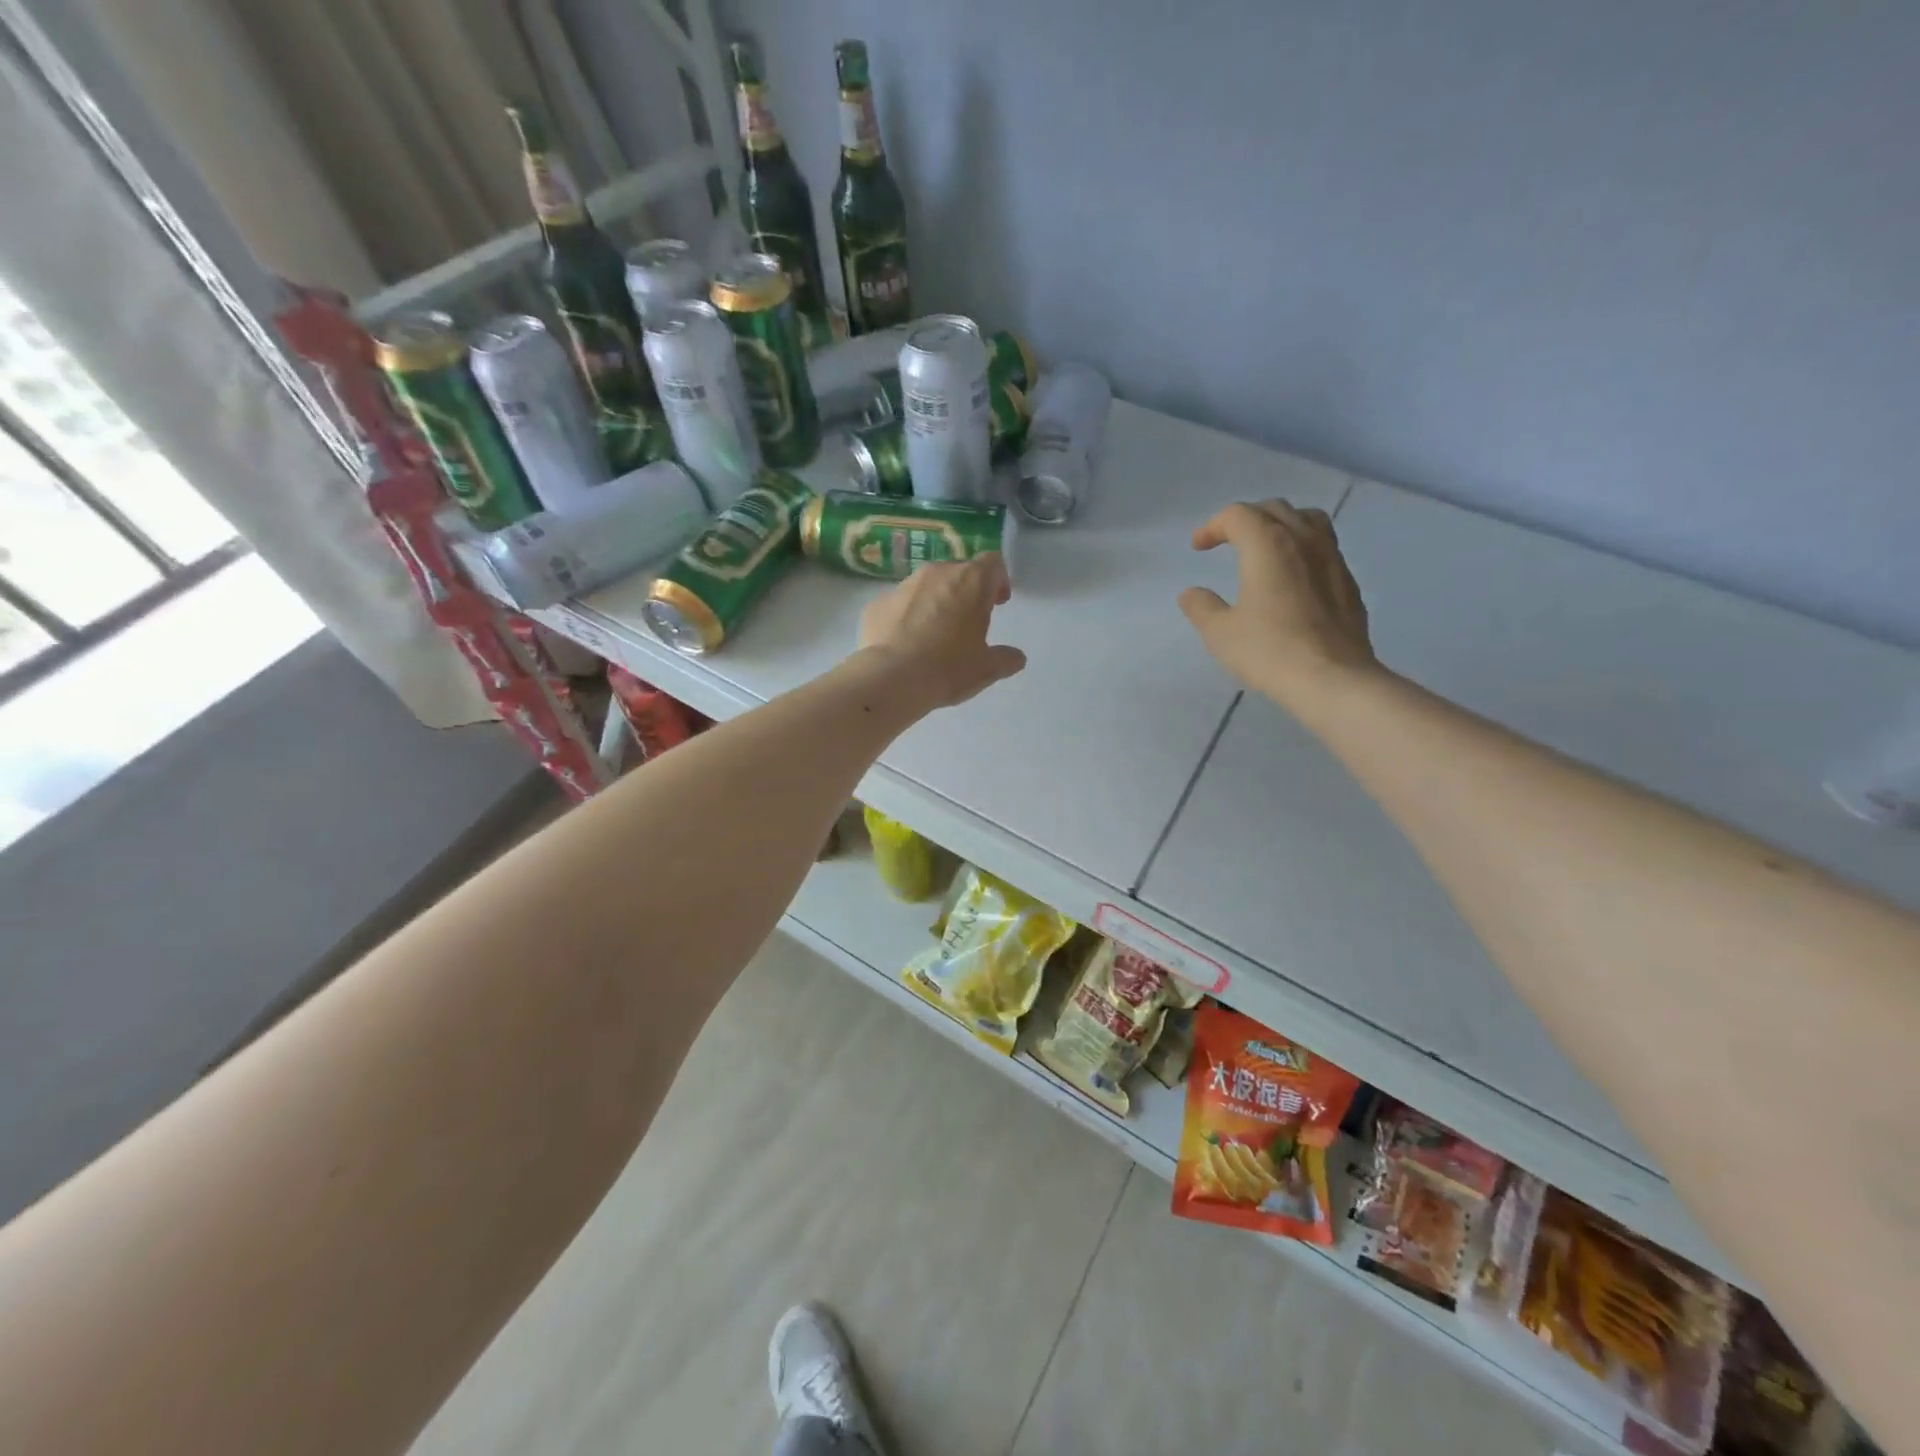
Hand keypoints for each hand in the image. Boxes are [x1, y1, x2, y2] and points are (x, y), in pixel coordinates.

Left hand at [855, 553, 1027, 712]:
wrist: (891, 678)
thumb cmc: (948, 668)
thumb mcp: (987, 669)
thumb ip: (1006, 659)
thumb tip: (1017, 657)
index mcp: (971, 582)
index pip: (993, 563)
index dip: (999, 580)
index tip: (998, 603)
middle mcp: (937, 573)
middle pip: (959, 572)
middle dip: (966, 592)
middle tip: (968, 621)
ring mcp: (903, 586)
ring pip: (927, 585)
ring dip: (936, 601)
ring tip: (935, 633)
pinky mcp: (878, 603)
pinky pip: (900, 604)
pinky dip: (907, 616)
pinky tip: (907, 643)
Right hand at [1178, 500, 1378, 711]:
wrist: (1332, 679)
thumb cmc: (1269, 651)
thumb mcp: (1220, 633)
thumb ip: (1202, 607)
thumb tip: (1191, 593)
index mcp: (1268, 545)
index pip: (1238, 515)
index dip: (1213, 526)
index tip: (1198, 547)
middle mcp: (1303, 541)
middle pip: (1274, 510)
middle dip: (1246, 519)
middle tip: (1227, 542)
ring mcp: (1332, 559)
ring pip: (1308, 521)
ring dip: (1281, 525)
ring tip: (1266, 547)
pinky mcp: (1348, 583)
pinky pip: (1324, 548)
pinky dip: (1302, 549)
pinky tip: (1293, 577)